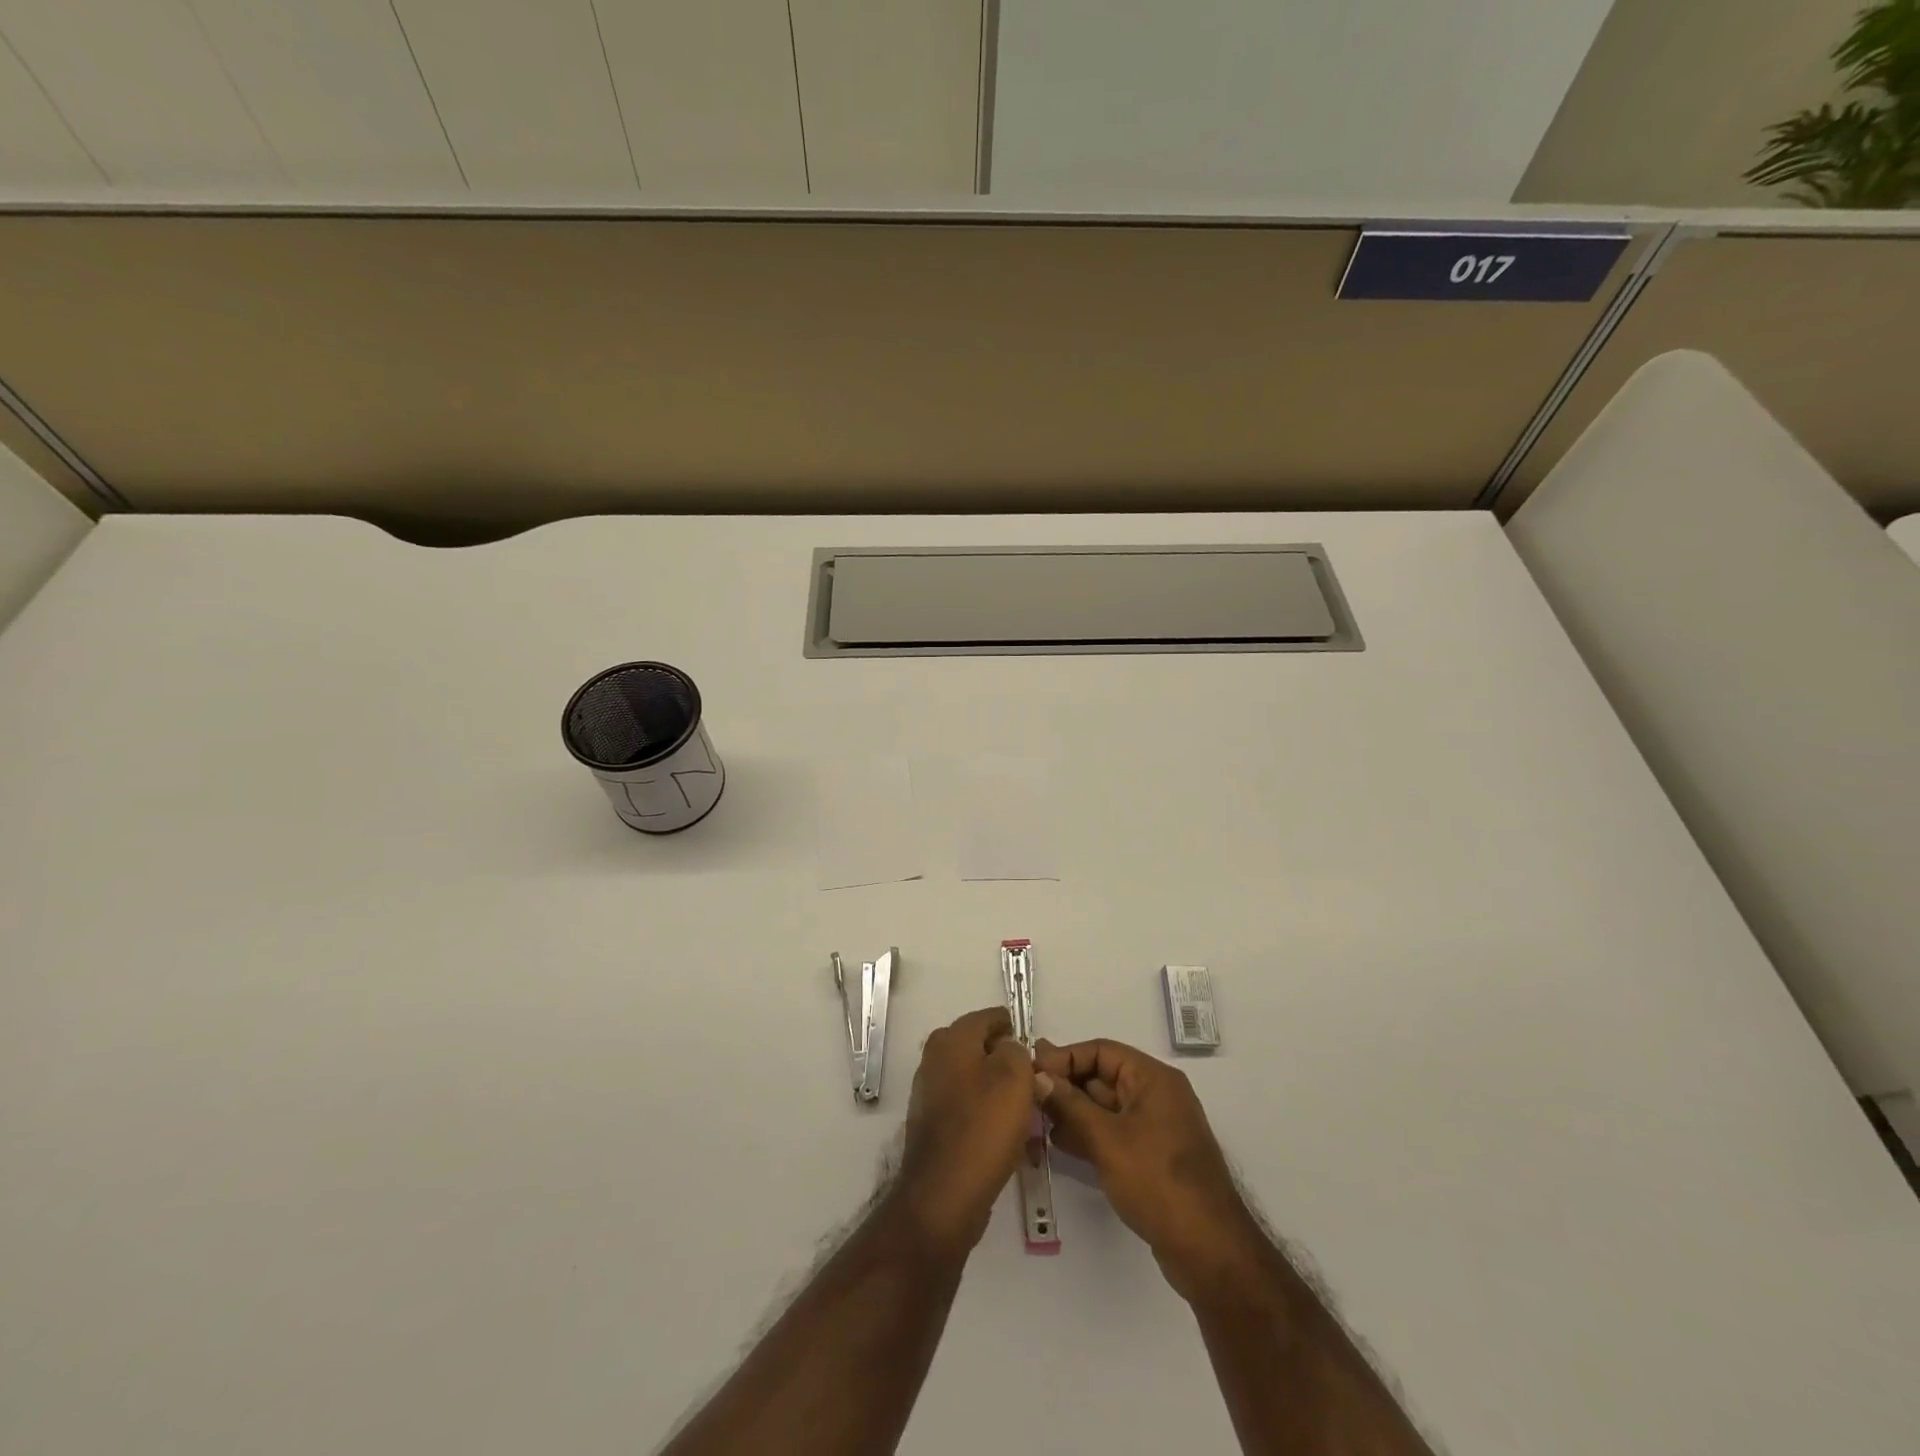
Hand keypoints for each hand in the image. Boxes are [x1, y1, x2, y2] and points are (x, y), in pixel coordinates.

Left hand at [890, 1007, 1043, 1258]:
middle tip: (1034, 1082)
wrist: (944, 1194)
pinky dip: (987, 1116)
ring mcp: (930, 1093)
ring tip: (1027, 1113)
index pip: (988, 1017)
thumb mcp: (1014, 1077)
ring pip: (975, 1080)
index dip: (1013, 1028)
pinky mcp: (933, 1125)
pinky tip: (1008, 1137)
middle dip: (1007, 1062)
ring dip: (999, 1092)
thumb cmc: (983, 1127)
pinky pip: (967, 1109)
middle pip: (980, 1049)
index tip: (1035, 1048)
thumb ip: (1017, 1052)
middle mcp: (934, 1059)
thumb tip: (1009, 1050)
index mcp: (951, 1039)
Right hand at [1034, 1037, 1263, 1300]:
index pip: (1101, 1051)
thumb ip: (1069, 1104)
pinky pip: (1113, 1133)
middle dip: (1066, 1086)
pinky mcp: (1151, 1158)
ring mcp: (1155, 1128)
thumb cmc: (1157, 1181)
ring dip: (1073, 1111)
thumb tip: (1038, 1076)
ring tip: (1036, 1120)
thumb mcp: (1106, 1139)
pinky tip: (1059, 1143)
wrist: (1208, 1250)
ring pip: (1105, 1107)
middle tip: (1027, 1097)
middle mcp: (1156, 1095)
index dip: (1065, 1058)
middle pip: (1102, 1077)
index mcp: (1153, 1079)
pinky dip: (1088, 1134)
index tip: (1031, 1071)